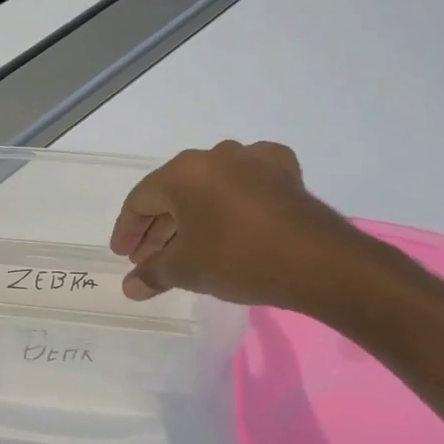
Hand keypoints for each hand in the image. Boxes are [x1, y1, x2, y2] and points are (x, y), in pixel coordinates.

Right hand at [109, 140, 359, 309]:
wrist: (319, 263)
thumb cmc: (238, 259)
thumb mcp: (185, 270)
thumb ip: (152, 274)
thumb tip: (130, 287)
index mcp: (183, 173)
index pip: (140, 199)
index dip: (127, 229)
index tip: (123, 255)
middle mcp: (215, 156)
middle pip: (173, 191)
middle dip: (157, 226)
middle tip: (148, 257)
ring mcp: (254, 160)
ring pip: (208, 187)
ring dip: (191, 216)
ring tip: (185, 246)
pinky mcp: (285, 173)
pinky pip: (245, 183)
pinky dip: (230, 201)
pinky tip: (230, 216)